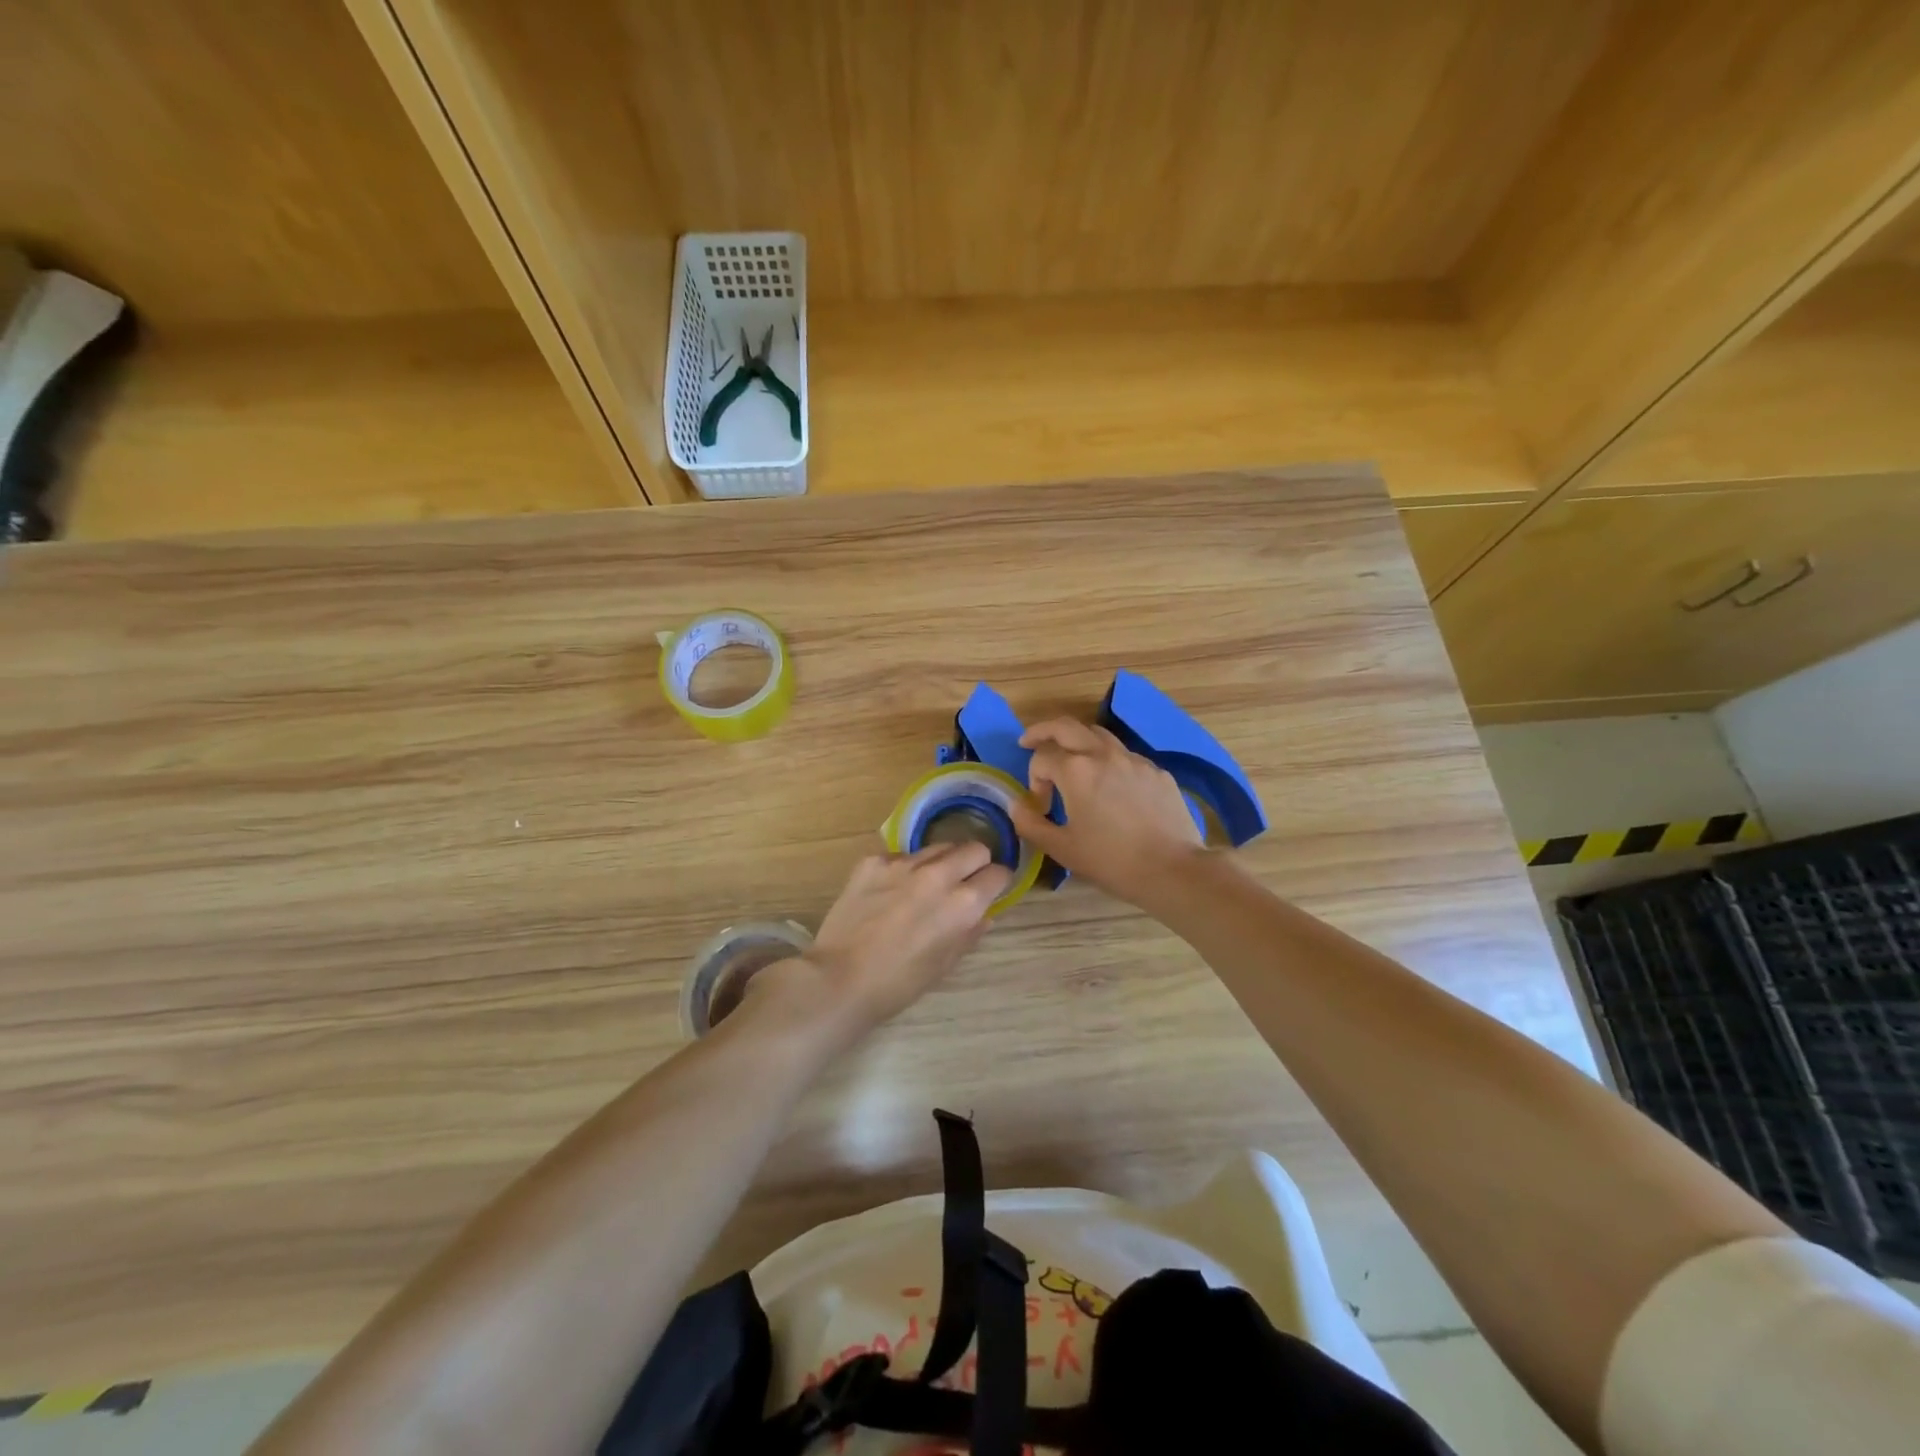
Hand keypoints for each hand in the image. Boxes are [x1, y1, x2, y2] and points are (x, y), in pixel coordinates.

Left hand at [748, 843, 1011, 1045]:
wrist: (840, 979)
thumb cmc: (898, 983)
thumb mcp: (945, 964)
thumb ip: (969, 933)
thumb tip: (983, 914)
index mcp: (964, 903)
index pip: (999, 873)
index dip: (997, 883)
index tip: (990, 890)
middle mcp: (939, 874)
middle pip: (974, 848)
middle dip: (975, 863)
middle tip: (963, 882)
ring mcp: (903, 863)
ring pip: (938, 846)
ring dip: (940, 863)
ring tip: (924, 885)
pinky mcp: (874, 860)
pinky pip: (901, 855)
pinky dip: (904, 869)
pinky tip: (889, 892)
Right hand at [1007, 718, 1206, 905]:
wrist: (1174, 869)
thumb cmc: (1112, 861)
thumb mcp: (1062, 849)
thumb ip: (1031, 824)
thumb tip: (1016, 806)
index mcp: (1075, 770)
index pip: (1041, 757)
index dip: (1033, 779)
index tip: (1040, 806)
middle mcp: (1103, 754)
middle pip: (1066, 726)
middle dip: (1043, 731)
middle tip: (1029, 741)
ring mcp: (1134, 759)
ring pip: (1098, 734)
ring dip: (1077, 740)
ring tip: (1071, 758)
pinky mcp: (1156, 771)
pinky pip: (1125, 755)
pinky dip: (1108, 760)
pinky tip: (1111, 785)